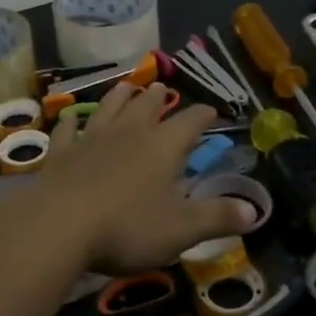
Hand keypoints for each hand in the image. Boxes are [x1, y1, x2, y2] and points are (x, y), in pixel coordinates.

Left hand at [21, 80, 256, 271]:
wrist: (60, 224)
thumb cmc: (128, 226)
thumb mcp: (182, 229)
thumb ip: (218, 218)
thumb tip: (255, 211)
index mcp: (163, 146)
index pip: (190, 122)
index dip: (203, 115)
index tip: (211, 110)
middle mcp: (130, 133)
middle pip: (147, 107)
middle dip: (159, 98)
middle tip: (163, 89)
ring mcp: (93, 138)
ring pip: (109, 108)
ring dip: (120, 97)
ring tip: (127, 86)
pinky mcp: (62, 152)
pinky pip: (69, 129)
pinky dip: (72, 121)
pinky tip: (71, 116)